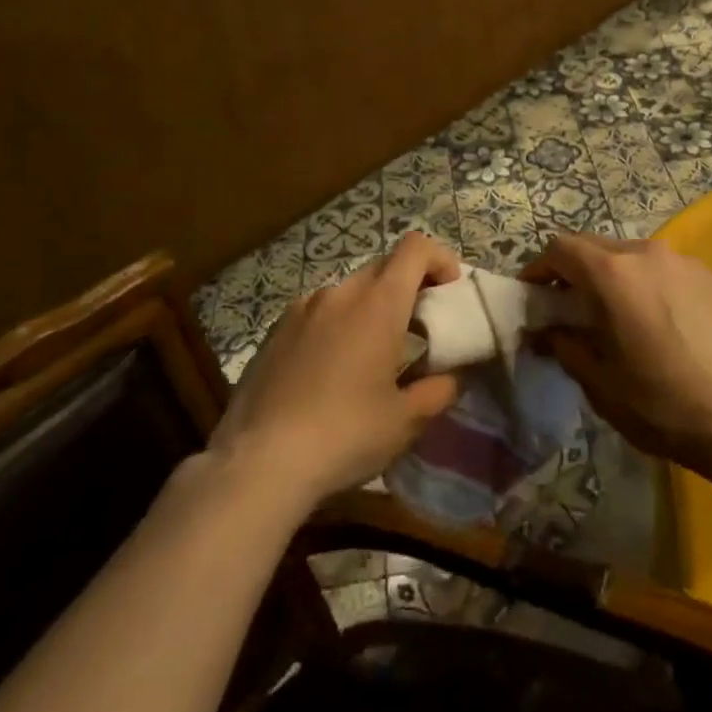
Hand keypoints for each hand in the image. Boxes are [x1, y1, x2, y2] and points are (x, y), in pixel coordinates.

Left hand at [210, 233, 462, 506]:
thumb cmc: (345, 434)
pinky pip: (318, 313)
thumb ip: (439, 390)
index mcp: (378, 303)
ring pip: (349, 291)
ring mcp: (301, 309)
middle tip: (418, 329)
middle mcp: (339, 293)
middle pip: (383, 267)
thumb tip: (453, 376)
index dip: (439, 259)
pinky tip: (330, 371)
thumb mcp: (406, 421)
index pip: (415, 248)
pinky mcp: (274, 332)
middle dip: (408, 287)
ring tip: (372, 355)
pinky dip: (337, 325)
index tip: (449, 292)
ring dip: (370, 308)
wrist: (258, 463)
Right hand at [523, 234, 711, 480]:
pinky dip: (644, 283)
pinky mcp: (710, 277)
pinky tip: (653, 322)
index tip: (532, 296)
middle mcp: (647, 253)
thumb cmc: (663, 405)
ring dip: (610, 276)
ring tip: (611, 315)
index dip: (539, 269)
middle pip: (595, 246)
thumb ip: (565, 345)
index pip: (560, 249)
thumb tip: (547, 330)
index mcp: (614, 274)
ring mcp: (684, 262)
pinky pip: (662, 269)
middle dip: (573, 271)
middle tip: (565, 308)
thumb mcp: (600, 383)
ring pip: (630, 255)